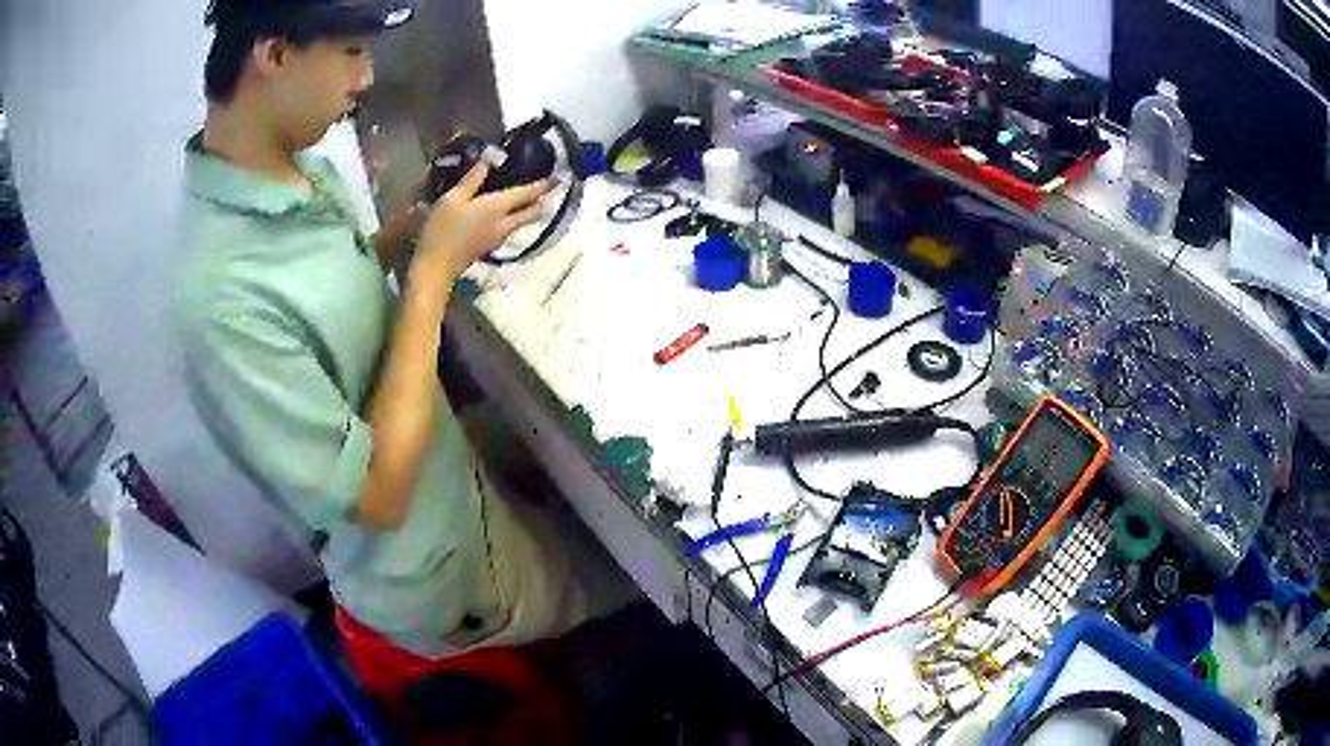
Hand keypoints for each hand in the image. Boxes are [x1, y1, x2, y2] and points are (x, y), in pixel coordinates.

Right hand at [414, 162, 550, 280]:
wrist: (436, 267)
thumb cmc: (442, 230)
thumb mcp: (453, 198)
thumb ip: (473, 179)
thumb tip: (490, 158)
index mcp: (497, 207)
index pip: (527, 194)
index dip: (544, 185)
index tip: (558, 177)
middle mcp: (505, 223)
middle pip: (533, 212)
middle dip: (543, 200)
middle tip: (548, 188)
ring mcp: (499, 238)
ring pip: (523, 222)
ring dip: (530, 210)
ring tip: (529, 198)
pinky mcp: (491, 247)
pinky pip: (511, 229)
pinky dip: (515, 219)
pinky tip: (507, 213)